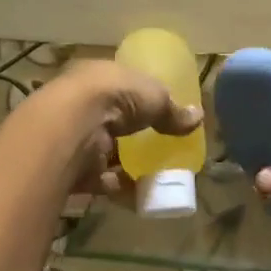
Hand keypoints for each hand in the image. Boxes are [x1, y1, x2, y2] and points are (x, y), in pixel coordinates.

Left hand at [23, 59, 201, 196]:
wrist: (72, 127)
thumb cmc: (113, 96)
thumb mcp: (153, 95)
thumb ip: (172, 110)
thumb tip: (198, 118)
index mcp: (95, 76)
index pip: (117, 87)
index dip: (136, 99)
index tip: (156, 113)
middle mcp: (79, 105)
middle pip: (110, 122)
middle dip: (131, 136)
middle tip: (158, 147)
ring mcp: (73, 138)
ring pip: (104, 152)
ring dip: (127, 164)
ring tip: (157, 175)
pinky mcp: (72, 169)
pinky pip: (101, 180)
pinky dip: (122, 187)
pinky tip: (144, 194)